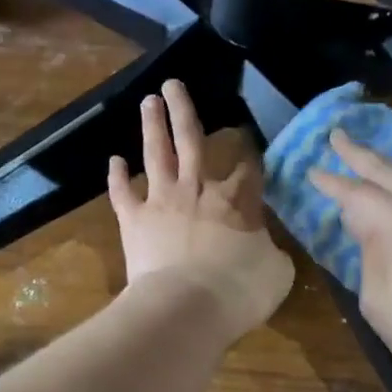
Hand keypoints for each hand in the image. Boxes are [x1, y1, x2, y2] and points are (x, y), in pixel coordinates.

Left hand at [109, 81, 294, 340]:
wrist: (187, 308)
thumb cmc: (239, 290)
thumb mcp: (276, 272)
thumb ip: (271, 249)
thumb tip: (265, 243)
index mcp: (236, 201)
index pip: (248, 168)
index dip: (251, 151)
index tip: (250, 138)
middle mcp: (197, 190)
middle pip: (191, 140)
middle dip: (183, 110)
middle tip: (174, 83)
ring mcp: (162, 201)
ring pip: (156, 154)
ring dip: (152, 125)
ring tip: (149, 100)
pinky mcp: (134, 220)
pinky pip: (122, 193)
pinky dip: (117, 176)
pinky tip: (115, 160)